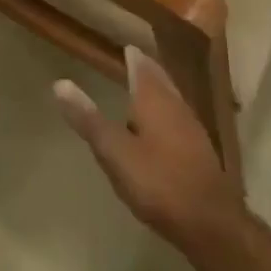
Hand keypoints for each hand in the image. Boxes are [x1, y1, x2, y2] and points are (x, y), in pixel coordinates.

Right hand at [54, 47, 244, 254]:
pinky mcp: (200, 152)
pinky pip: (180, 119)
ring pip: (172, 99)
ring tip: (146, 89)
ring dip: (159, 90)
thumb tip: (59, 83)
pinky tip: (163, 128)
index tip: (127, 47)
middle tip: (136, 60)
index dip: (133, 56)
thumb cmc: (159, 183)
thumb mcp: (115, 153)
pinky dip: (168, 112)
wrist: (211, 224)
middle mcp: (175, 105)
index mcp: (154, 99)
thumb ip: (89, 120)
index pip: (141, 67)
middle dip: (148, 70)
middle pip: (160, 80)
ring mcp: (192, 128)